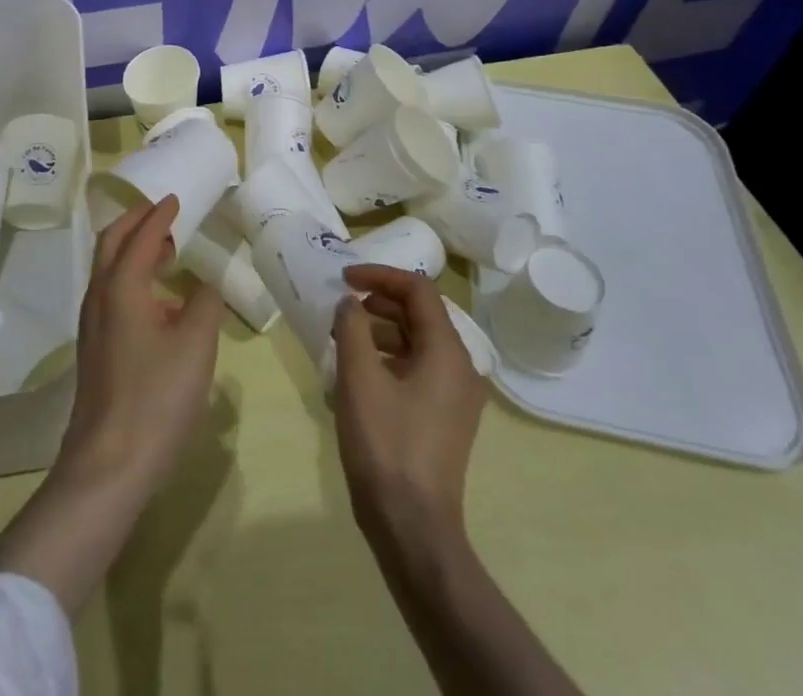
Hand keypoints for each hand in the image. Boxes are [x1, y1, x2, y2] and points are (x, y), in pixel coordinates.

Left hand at [59, 195, 222, 494]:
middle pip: (112, 243)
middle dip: (136, 222)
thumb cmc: (156, 399)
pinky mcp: (95, 348)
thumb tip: (205, 287)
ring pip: (108, 270)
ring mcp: (93, 324)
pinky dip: (132, 279)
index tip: (175, 199)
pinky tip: (160, 304)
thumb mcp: (195, 347)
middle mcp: (100, 297)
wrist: (109, 464)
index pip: (141, 236)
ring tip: (166, 252)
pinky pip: (111, 294)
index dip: (159, 215)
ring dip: (133, 250)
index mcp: (121, 287)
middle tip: (163, 214)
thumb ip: (204, 306)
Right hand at [331, 262, 487, 534]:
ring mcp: (455, 396)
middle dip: (379, 302)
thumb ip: (352, 327)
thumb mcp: (359, 377)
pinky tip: (358, 373)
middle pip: (421, 314)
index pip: (419, 291)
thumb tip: (352, 303)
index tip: (344, 278)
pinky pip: (418, 368)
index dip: (380, 275)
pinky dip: (389, 358)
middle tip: (341, 307)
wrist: (412, 527)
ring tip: (343, 339)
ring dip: (381, 330)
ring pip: (418, 342)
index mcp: (448, 352)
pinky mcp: (445, 417)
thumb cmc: (385, 444)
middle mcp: (461, 368)